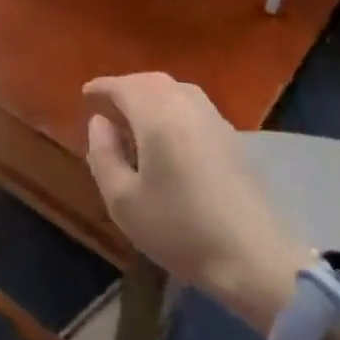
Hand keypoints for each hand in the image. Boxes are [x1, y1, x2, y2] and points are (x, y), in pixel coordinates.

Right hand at [83, 72, 313, 332]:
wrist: (253, 257)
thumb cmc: (179, 229)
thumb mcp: (123, 200)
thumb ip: (103, 155)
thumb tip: (100, 122)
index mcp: (157, 116)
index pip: (123, 86)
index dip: (102, 87)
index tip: (85, 94)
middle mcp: (187, 106)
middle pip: (151, 81)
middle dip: (127, 87)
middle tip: (107, 103)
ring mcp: (215, 120)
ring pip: (176, 90)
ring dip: (151, 94)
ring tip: (135, 116)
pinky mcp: (233, 138)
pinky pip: (194, 106)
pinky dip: (172, 106)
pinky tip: (168, 132)